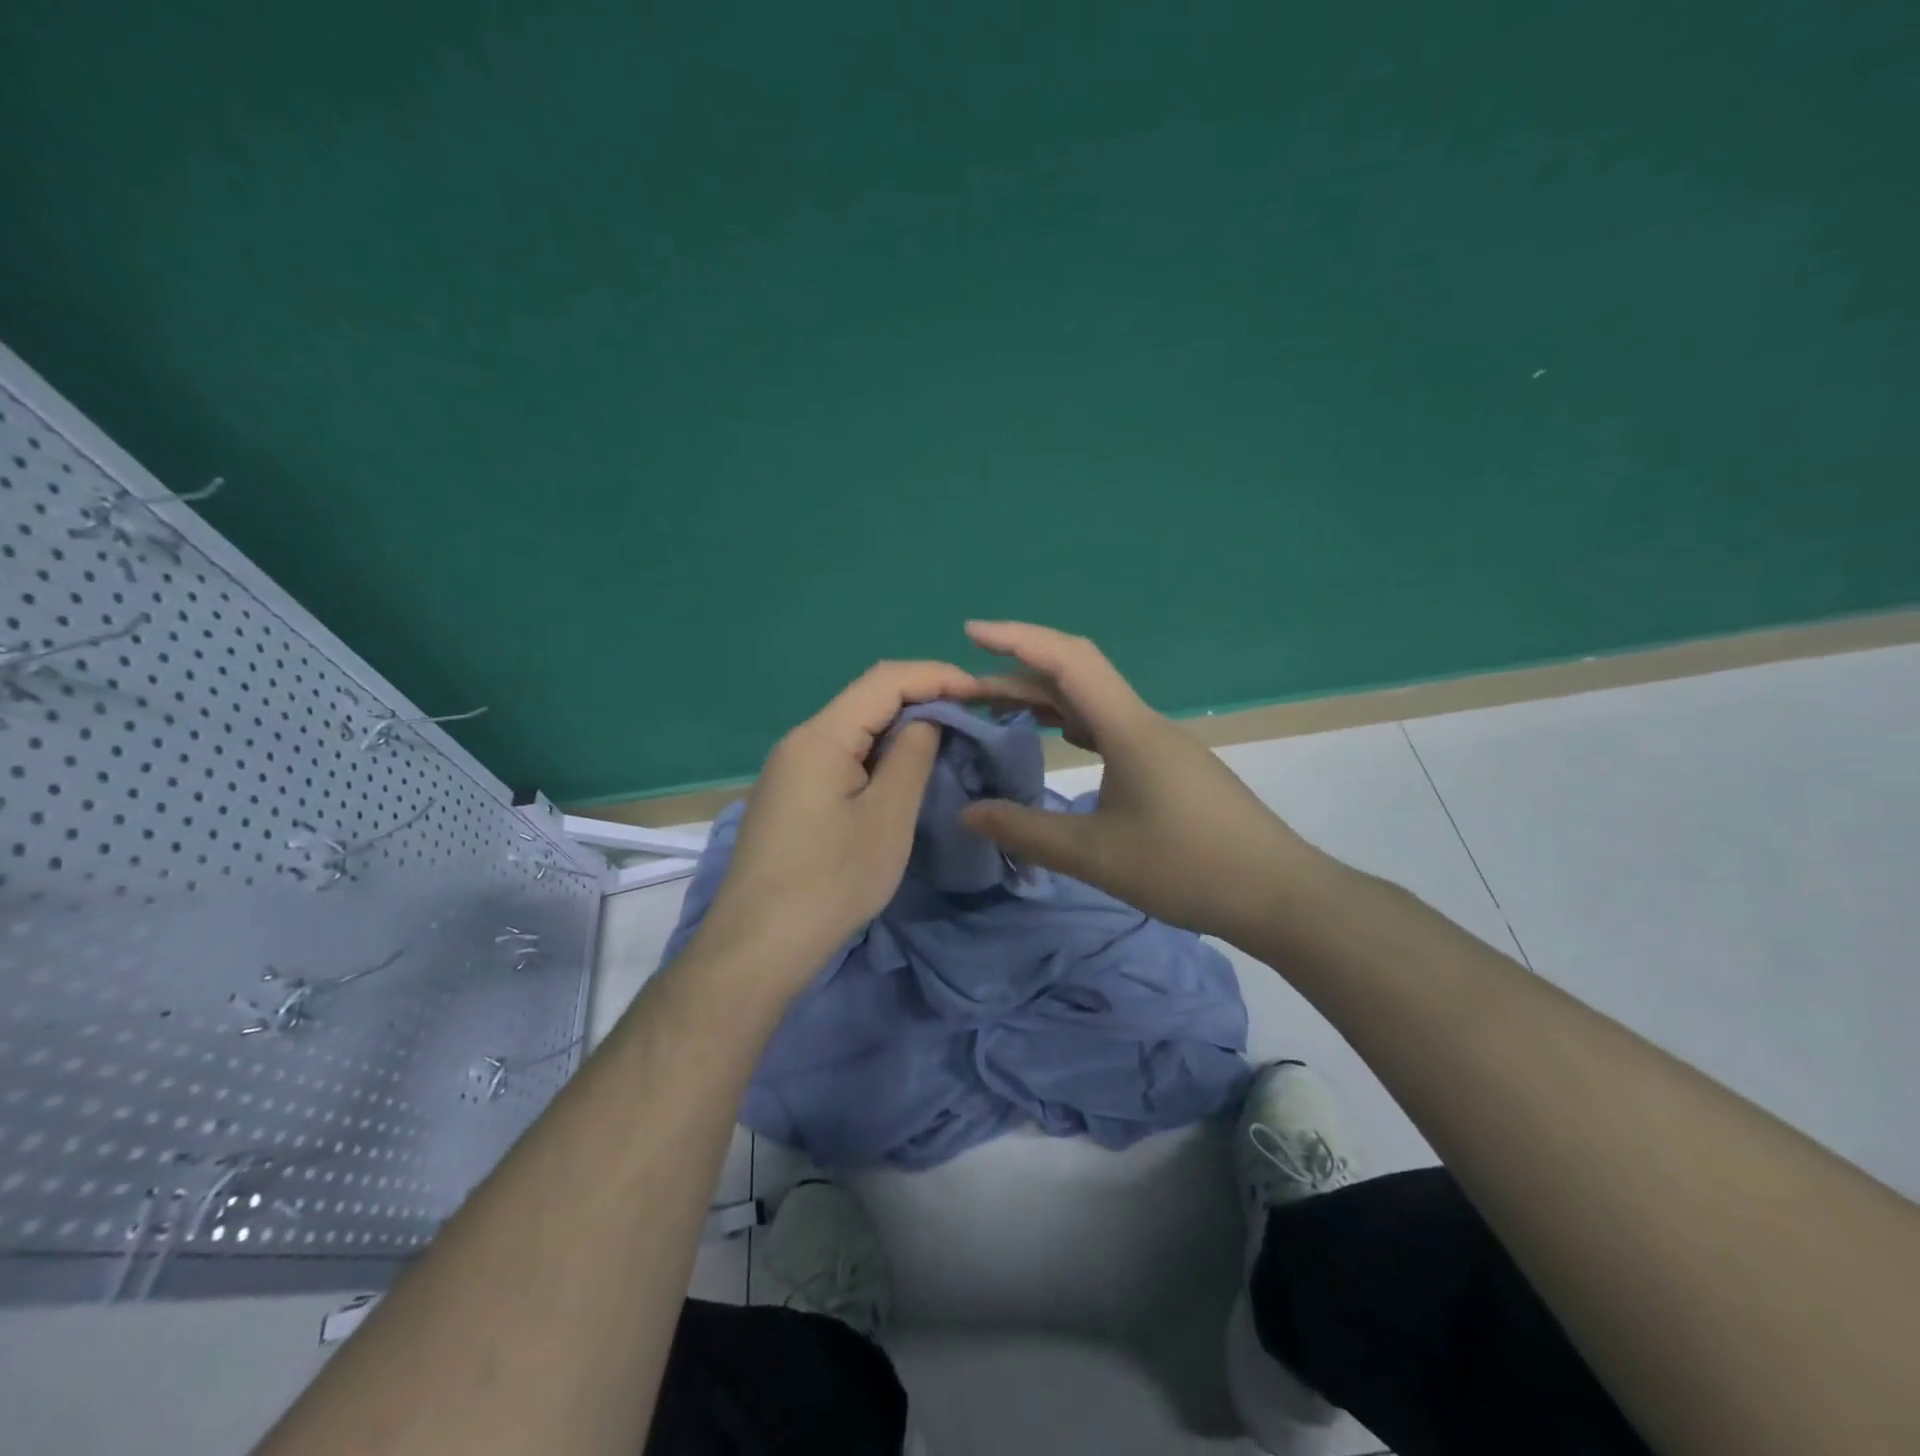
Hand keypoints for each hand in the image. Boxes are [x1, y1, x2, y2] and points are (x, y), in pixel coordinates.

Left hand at [697, 660, 977, 988]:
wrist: (759, 946)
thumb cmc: (831, 881)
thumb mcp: (887, 817)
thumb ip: (912, 756)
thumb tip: (927, 719)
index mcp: (821, 736)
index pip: (885, 680)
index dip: (937, 676)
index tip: (981, 694)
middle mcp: (800, 741)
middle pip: (866, 699)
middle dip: (922, 699)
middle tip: (971, 718)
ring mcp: (790, 769)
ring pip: (854, 729)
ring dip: (901, 729)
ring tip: (946, 742)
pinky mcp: (790, 796)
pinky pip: (840, 757)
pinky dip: (878, 755)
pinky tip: (901, 774)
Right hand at [959, 621, 1323, 944]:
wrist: (1280, 895)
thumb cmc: (1188, 868)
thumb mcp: (1095, 855)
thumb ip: (1026, 831)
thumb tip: (968, 812)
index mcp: (1128, 728)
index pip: (1067, 660)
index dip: (1017, 638)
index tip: (971, 633)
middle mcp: (1143, 723)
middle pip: (1075, 678)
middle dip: (1017, 676)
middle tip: (966, 692)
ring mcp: (1160, 744)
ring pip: (1093, 704)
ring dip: (1045, 700)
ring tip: (998, 711)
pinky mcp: (1169, 767)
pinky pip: (1109, 728)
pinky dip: (1071, 725)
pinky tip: (1058, 741)